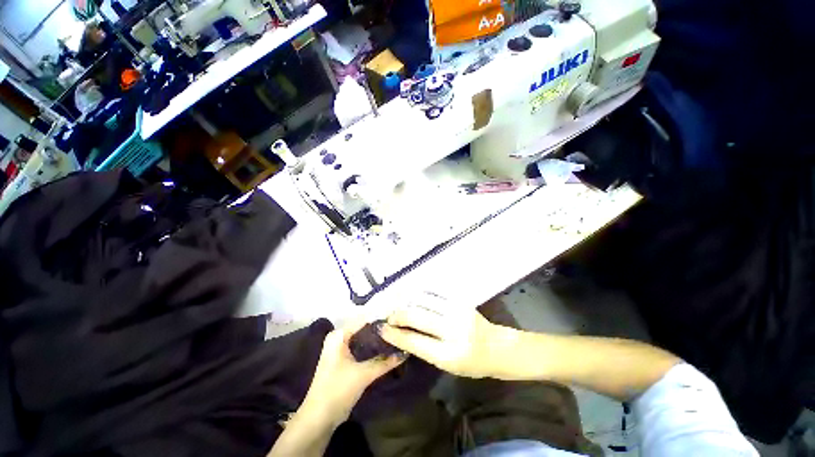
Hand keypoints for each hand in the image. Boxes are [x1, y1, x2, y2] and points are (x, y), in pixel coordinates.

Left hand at [301, 320, 404, 422]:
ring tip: (397, 337)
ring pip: (364, 338)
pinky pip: (362, 347)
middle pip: (364, 328)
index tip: (397, 320)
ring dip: (378, 339)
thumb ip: (385, 362)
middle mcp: (339, 337)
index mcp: (339, 335)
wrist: (319, 418)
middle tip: (399, 329)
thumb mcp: (363, 374)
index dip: (380, 319)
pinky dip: (373, 348)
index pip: (364, 319)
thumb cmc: (337, 390)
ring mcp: (341, 348)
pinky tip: (387, 349)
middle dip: (381, 329)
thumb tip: (405, 352)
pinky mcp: (345, 359)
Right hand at [380, 294, 518, 378]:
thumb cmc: (471, 363)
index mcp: (449, 355)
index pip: (414, 341)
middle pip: (417, 317)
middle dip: (398, 315)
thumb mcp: (447, 365)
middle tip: (388, 316)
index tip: (382, 329)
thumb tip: (400, 333)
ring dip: (406, 302)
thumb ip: (424, 348)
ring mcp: (458, 311)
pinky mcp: (460, 300)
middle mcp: (453, 330)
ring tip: (397, 304)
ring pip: (423, 301)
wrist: (497, 347)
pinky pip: (434, 293)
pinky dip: (419, 294)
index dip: (395, 334)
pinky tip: (412, 296)